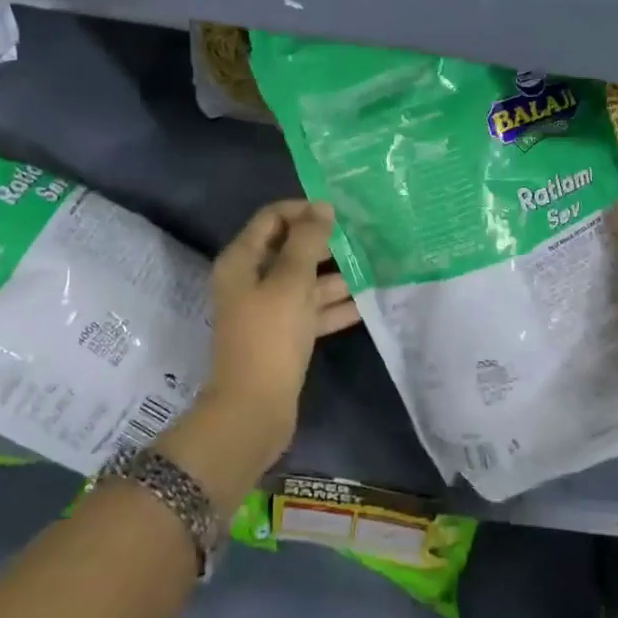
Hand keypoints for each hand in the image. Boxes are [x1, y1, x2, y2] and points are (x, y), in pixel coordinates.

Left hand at [205, 201, 359, 450]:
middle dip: (326, 244)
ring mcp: (268, 310)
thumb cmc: (269, 337)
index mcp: (242, 261)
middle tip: (364, 240)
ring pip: (305, 282)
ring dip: (336, 276)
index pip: (272, 218)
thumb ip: (308, 241)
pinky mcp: (283, 336)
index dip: (304, 210)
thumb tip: (323, 207)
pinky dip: (334, 307)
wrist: (254, 410)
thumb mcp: (291, 282)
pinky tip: (366, 304)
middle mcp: (251, 280)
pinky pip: (311, 311)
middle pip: (291, 249)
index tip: (340, 214)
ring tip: (375, 269)